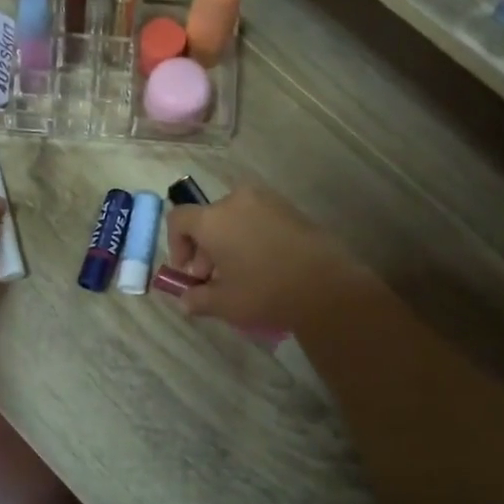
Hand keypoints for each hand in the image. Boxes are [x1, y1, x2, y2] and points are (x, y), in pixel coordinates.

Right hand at [165, 185, 373, 331]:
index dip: (176, 245)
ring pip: (234, 218)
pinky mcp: (291, 208)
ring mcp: (267, 201)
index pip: (178, 219)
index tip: (188, 272)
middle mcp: (237, 200)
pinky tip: (265, 265)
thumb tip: (186, 300)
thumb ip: (197, 299)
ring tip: (242, 274)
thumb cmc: (266, 291)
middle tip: (215, 279)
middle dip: (205, 249)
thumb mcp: (225, 303)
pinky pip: (259, 218)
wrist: (327, 286)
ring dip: (229, 242)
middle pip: (208, 219)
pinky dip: (252, 236)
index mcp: (214, 219)